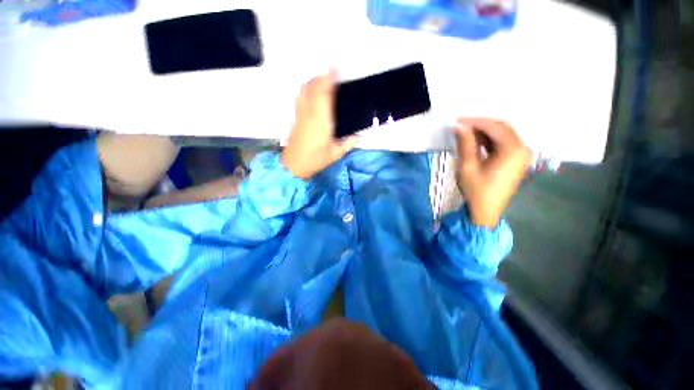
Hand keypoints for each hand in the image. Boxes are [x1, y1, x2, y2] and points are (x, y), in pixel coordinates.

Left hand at [282, 71, 358, 179]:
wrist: (294, 165)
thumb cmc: (316, 160)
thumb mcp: (336, 154)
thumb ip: (348, 143)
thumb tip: (359, 136)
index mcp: (322, 121)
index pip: (324, 94)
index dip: (328, 78)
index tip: (333, 65)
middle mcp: (310, 113)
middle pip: (313, 87)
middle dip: (322, 77)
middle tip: (331, 72)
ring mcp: (300, 113)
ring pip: (304, 90)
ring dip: (313, 81)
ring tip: (322, 80)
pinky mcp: (295, 117)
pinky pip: (299, 97)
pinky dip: (306, 89)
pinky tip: (311, 92)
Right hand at [454, 118, 531, 228]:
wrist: (486, 211)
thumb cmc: (476, 190)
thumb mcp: (467, 167)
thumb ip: (465, 144)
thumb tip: (459, 127)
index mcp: (513, 150)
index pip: (495, 127)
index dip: (475, 121)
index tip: (457, 121)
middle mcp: (522, 149)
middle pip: (502, 128)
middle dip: (480, 125)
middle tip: (460, 126)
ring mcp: (521, 155)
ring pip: (502, 135)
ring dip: (484, 132)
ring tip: (465, 133)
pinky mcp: (516, 160)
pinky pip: (503, 144)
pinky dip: (489, 140)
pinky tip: (476, 142)